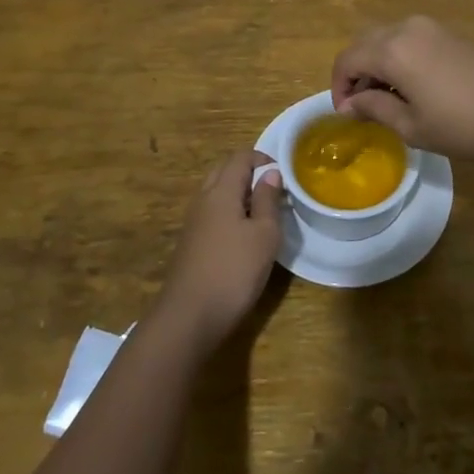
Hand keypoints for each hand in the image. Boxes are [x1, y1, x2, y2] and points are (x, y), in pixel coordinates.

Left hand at [157, 149, 284, 352]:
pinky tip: (244, 234)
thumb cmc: (234, 270)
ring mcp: (193, 221)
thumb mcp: (264, 235)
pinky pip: (212, 212)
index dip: (262, 158)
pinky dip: (229, 211)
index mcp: (221, 191)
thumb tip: (271, 173)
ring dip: (239, 192)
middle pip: (224, 170)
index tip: (283, 174)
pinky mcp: (191, 242)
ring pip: (216, 192)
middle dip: (249, 172)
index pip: (239, 157)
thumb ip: (268, 200)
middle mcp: (203, 199)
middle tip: (273, 189)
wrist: (189, 316)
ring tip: (263, 211)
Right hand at [329, 16, 473, 164]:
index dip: (339, 87)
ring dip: (376, 64)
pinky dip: (396, 58)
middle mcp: (406, 28)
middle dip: (355, 72)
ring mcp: (430, 27)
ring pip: (385, 39)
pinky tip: (410, 87)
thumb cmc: (465, 125)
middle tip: (360, 107)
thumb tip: (351, 104)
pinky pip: (407, 39)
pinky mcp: (449, 33)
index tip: (345, 115)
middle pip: (364, 43)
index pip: (347, 60)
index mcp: (391, 50)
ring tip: (385, 100)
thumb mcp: (413, 126)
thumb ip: (375, 109)